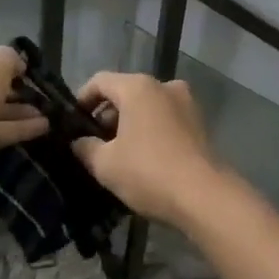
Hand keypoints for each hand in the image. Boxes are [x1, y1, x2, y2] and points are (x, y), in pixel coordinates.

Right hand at [72, 72, 224, 226]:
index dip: (82, 99)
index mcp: (138, 87)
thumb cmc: (148, 172)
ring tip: (117, 152)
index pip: (100, 81)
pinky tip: (143, 157)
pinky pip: (165, 119)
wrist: (204, 197)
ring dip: (129, 124)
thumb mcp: (105, 164)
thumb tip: (78, 142)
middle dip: (107, 115)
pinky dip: (150, 130)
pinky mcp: (200, 124)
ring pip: (148, 106)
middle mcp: (165, 86)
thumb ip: (85, 148)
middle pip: (126, 92)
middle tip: (93, 142)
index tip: (73, 122)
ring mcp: (187, 104)